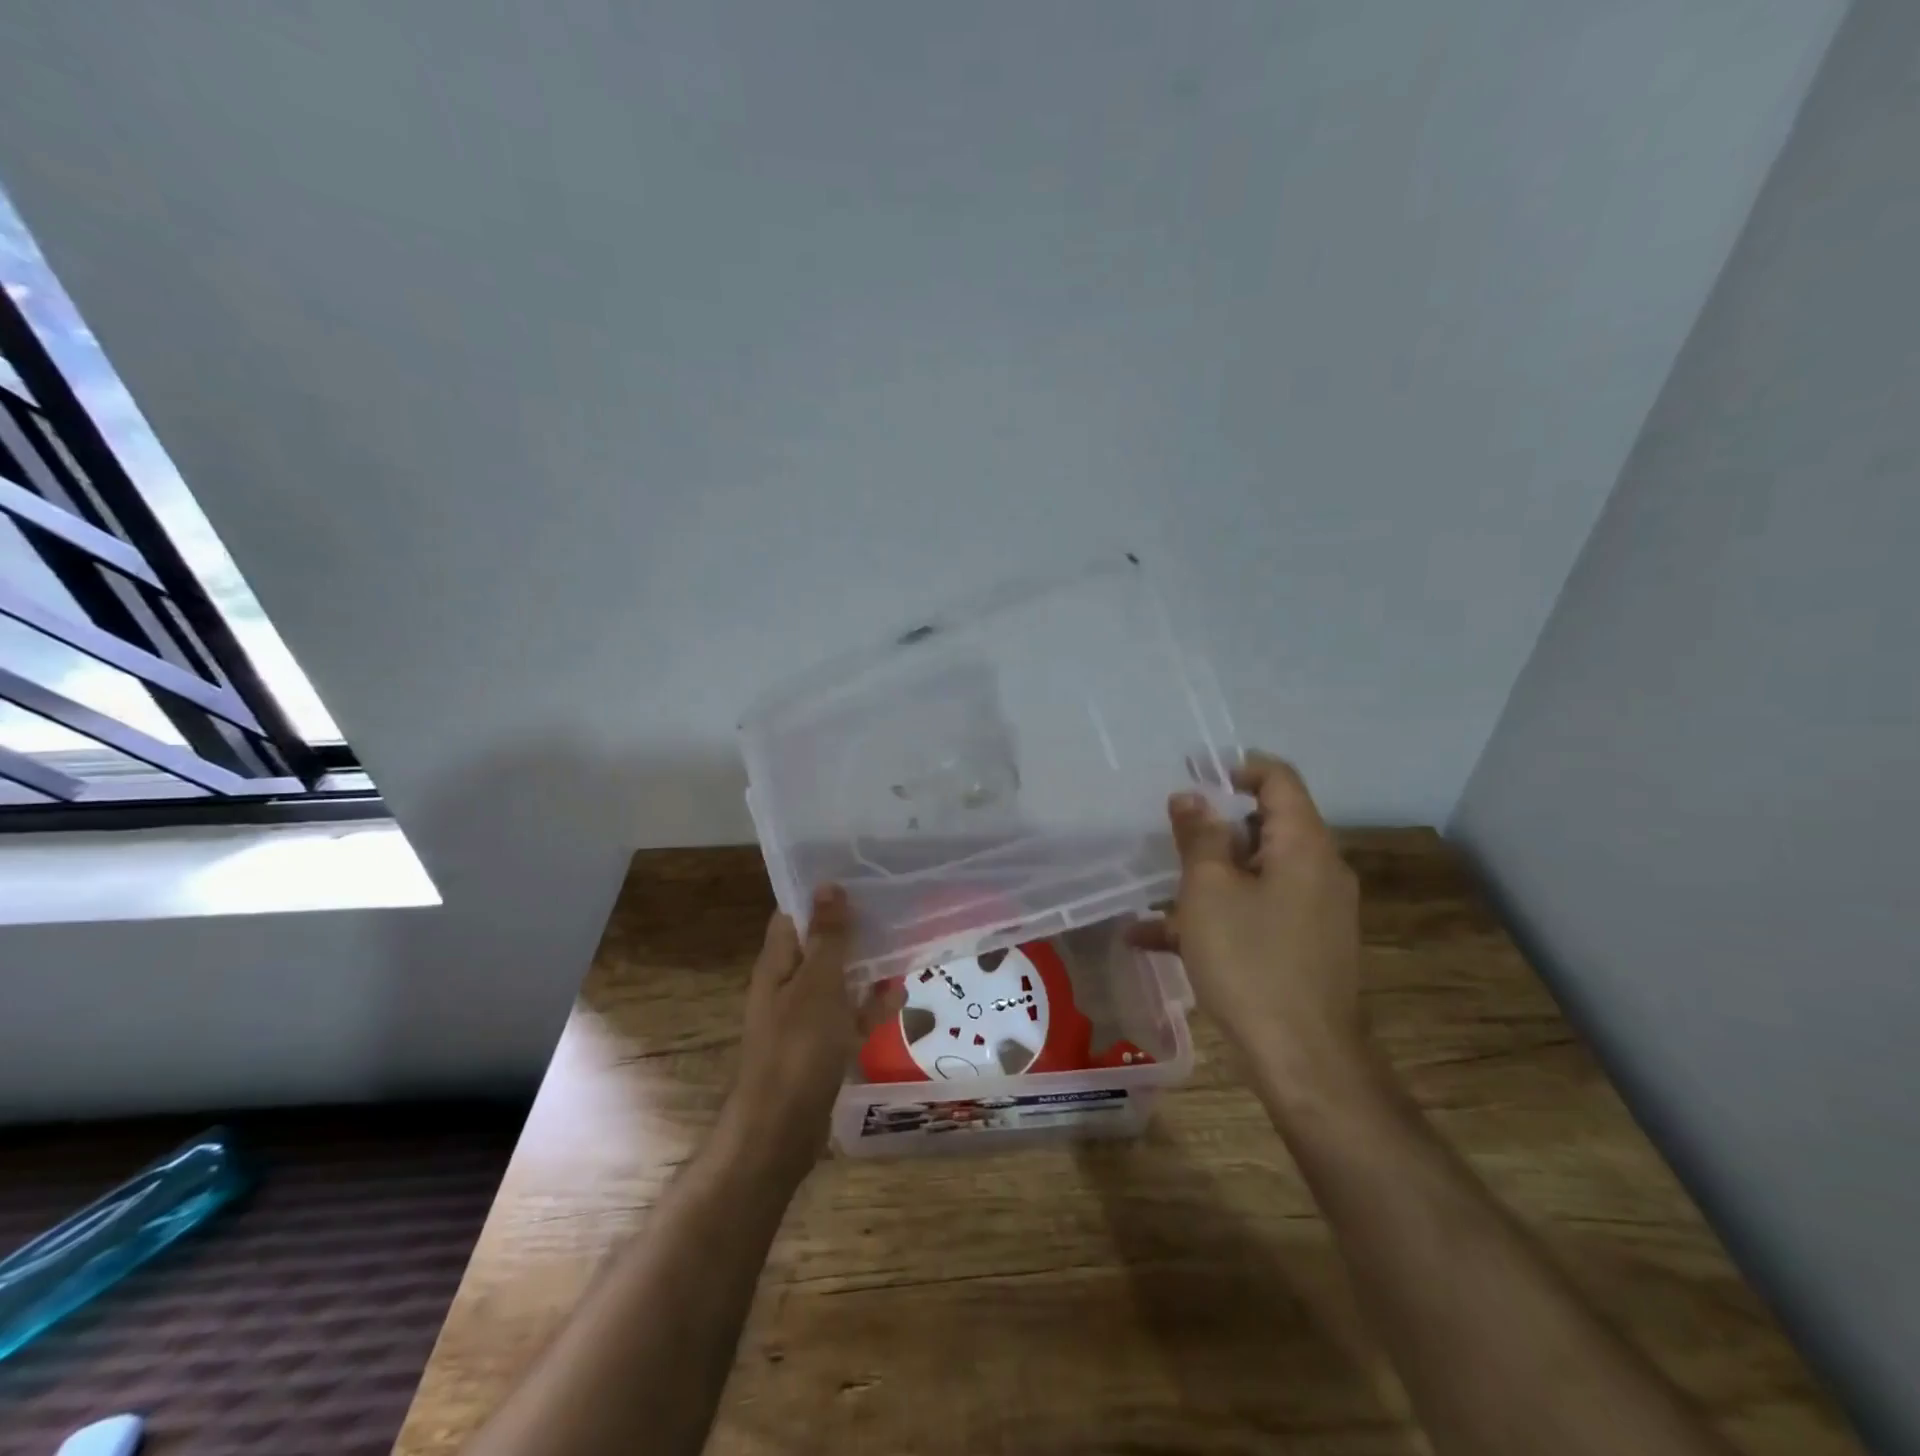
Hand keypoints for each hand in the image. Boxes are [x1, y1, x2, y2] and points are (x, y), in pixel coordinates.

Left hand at [725, 886, 903, 1173]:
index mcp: (778, 964)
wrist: (781, 1130)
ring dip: (866, 968)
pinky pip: (848, 1016)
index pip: (793, 916)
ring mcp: (804, 1019)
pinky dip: (870, 1006)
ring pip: (838, 981)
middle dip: (852, 931)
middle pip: (819, 947)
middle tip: (891, 910)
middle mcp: (788, 986)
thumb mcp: (818, 984)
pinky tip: (899, 998)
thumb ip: (827, 937)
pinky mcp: (821, 1047)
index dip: (820, 897)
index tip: (857, 878)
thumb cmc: (798, 1047)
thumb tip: (827, 886)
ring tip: (904, 948)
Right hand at [1127, 751, 1367, 1105]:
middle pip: (1266, 826)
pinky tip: (1155, 937)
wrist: (1304, 1060)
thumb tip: (1190, 797)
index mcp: (1304, 846)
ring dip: (1207, 876)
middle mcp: (1318, 871)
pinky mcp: (1303, 947)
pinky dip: (1216, 914)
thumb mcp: (1209, 891)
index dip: (1236, 768)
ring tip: (1155, 891)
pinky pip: (1255, 912)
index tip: (1192, 773)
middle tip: (1169, 836)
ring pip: (1254, 873)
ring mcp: (1314, 912)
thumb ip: (1199, 837)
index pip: (1279, 780)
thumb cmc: (1251, 962)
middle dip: (1214, 829)